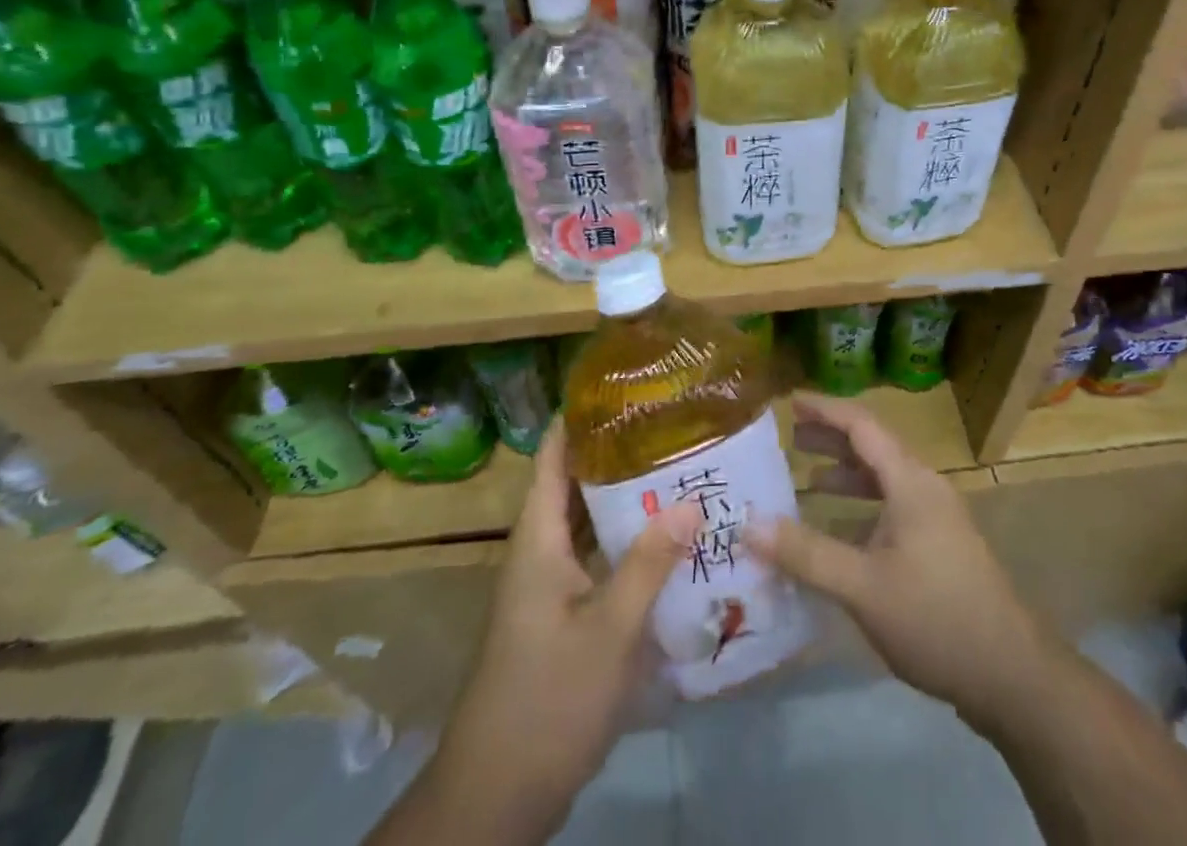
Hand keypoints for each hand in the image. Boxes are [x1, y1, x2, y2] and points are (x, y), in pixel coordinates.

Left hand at [433, 427, 700, 840]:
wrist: (496, 799)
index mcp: (537, 541)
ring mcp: (548, 589)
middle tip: (669, 425)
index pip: (552, 457)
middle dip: (616, 453)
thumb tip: (690, 500)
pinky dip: (625, 543)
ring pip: (587, 525)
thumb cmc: (548, 701)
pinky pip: (595, 560)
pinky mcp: (560, 618)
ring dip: (624, 500)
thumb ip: (649, 563)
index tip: (622, 387)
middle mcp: (539, 553)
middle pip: (574, 485)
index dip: (579, 418)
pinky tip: (666, 542)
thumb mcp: (610, 631)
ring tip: (677, 469)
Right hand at [748, 393, 1056, 725]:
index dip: (825, 409)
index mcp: (910, 481)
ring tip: (804, 482)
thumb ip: (806, 553)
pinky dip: (859, 510)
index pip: (861, 425)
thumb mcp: (862, 587)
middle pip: (872, 448)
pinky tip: (837, 535)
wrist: (1011, 674)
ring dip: (845, 476)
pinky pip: (890, 510)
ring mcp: (935, 519)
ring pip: (882, 481)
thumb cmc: (935, 617)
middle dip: (830, 440)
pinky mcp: (938, 547)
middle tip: (789, 440)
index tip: (790, 401)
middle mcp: (923, 488)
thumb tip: (749, 524)